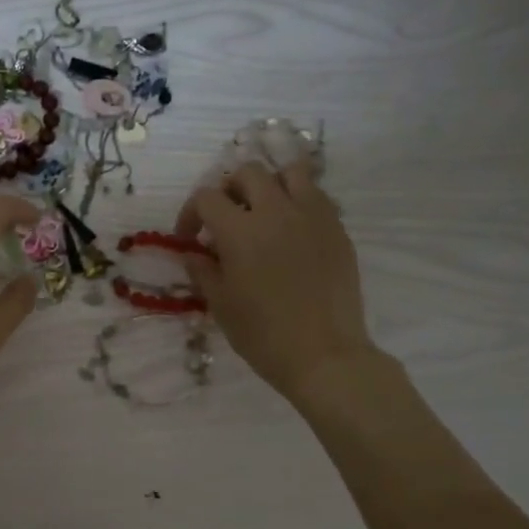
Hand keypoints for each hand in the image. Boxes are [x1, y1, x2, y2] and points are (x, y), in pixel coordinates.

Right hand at [177, 163, 379, 403]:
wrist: (324, 355)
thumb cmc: (263, 335)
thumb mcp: (221, 305)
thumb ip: (203, 271)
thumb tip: (193, 253)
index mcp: (240, 230)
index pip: (207, 197)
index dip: (191, 213)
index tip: (190, 239)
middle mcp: (277, 211)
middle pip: (247, 173)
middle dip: (228, 190)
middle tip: (224, 219)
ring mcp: (313, 216)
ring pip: (289, 172)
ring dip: (269, 185)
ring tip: (263, 212)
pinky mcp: (337, 229)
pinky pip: (316, 197)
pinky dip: (298, 202)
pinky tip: (292, 232)